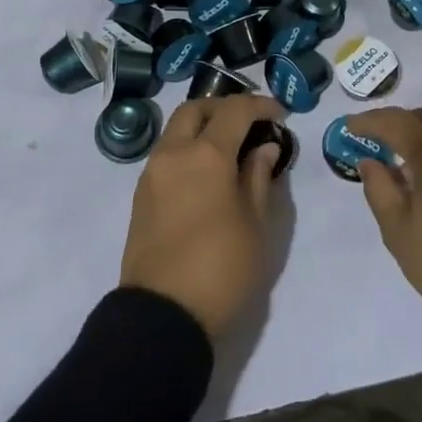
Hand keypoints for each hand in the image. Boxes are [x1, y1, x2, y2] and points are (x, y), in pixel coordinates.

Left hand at [120, 96, 288, 337]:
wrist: (162, 316)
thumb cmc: (221, 270)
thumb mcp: (256, 226)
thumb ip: (259, 178)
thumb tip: (263, 148)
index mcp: (206, 155)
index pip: (235, 111)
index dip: (259, 105)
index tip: (280, 114)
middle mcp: (174, 153)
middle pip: (196, 109)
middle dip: (224, 107)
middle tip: (250, 122)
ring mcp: (152, 173)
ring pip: (176, 129)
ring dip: (203, 126)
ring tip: (231, 147)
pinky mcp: (141, 195)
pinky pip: (167, 153)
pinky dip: (188, 147)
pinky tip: (208, 171)